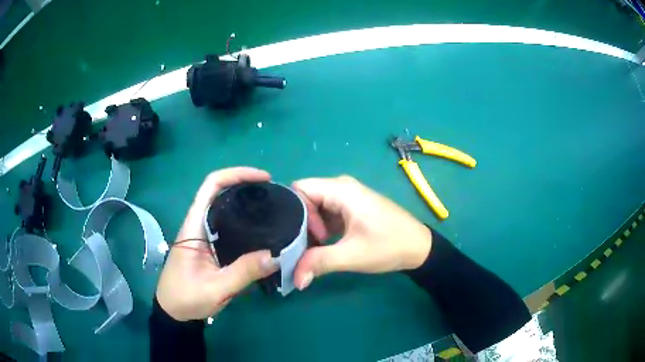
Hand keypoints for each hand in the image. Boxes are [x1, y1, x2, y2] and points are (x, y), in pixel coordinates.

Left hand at [156, 167, 278, 320]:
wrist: (174, 311)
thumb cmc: (186, 297)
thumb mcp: (215, 289)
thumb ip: (243, 273)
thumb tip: (276, 255)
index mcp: (194, 226)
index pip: (211, 186)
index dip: (236, 174)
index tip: (263, 179)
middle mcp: (199, 224)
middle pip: (221, 192)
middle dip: (246, 186)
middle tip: (274, 195)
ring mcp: (205, 235)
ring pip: (226, 208)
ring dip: (247, 202)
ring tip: (273, 208)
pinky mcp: (211, 246)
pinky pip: (230, 226)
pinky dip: (246, 221)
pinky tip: (263, 230)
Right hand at [293, 176, 431, 289]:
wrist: (419, 247)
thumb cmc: (389, 246)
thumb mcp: (352, 255)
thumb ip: (319, 263)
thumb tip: (295, 279)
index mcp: (342, 190)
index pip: (300, 189)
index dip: (295, 211)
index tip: (301, 236)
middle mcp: (342, 187)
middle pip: (307, 198)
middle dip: (302, 223)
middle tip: (304, 247)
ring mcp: (348, 197)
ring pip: (316, 207)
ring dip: (311, 228)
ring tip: (312, 249)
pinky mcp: (352, 208)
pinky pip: (327, 213)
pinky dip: (321, 228)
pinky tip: (323, 246)